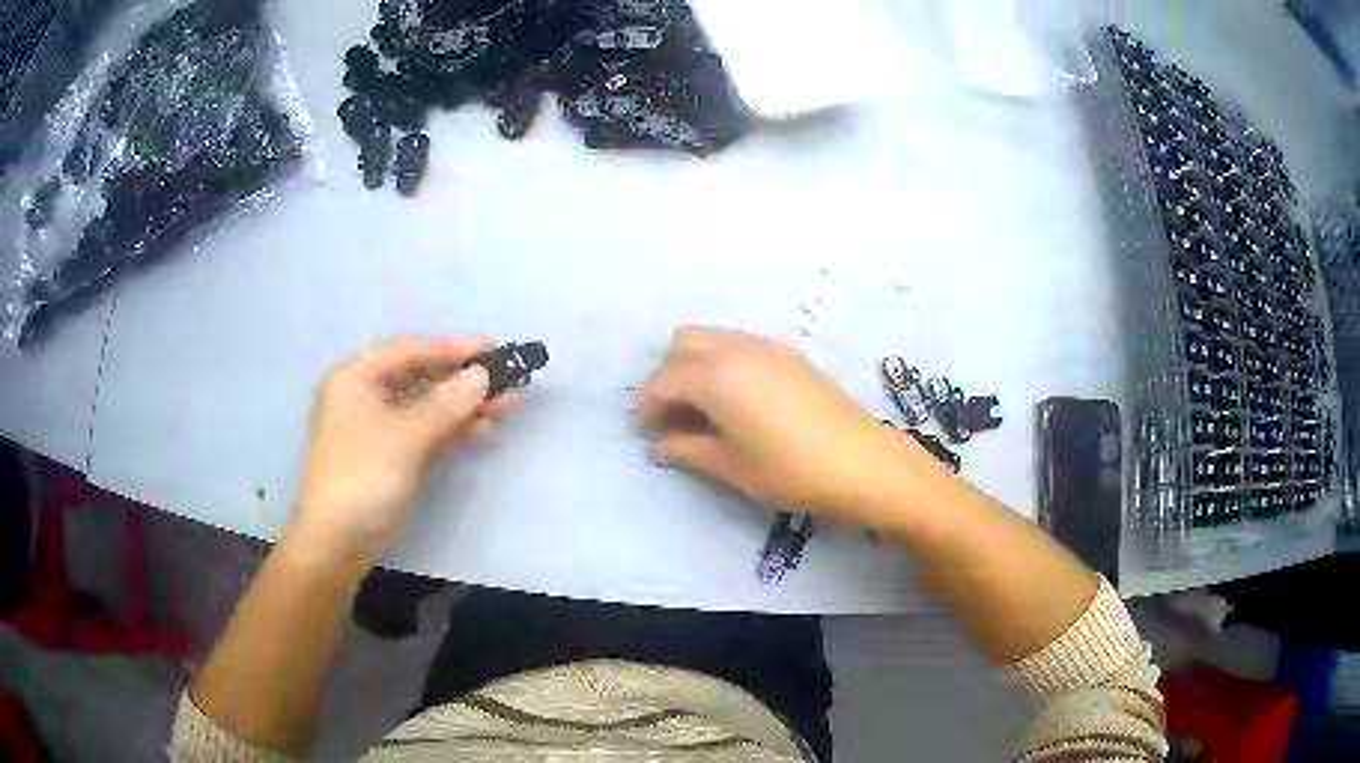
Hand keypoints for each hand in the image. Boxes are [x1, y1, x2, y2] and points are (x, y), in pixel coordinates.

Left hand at [290, 336, 520, 565]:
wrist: (339, 542)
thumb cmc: (362, 477)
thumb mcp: (404, 437)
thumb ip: (446, 404)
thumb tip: (483, 375)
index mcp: (356, 378)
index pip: (408, 351)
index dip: (452, 348)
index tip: (493, 348)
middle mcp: (368, 396)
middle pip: (421, 377)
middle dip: (463, 378)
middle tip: (508, 374)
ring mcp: (383, 429)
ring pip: (430, 407)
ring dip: (466, 405)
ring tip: (511, 398)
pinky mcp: (397, 457)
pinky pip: (430, 434)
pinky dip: (456, 430)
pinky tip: (487, 425)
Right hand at [640, 327, 924, 525]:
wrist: (861, 463)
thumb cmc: (790, 471)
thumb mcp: (731, 466)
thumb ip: (688, 449)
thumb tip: (661, 444)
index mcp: (716, 376)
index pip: (664, 379)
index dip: (648, 406)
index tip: (649, 433)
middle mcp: (737, 349)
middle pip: (683, 343)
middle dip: (669, 375)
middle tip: (674, 416)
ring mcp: (767, 346)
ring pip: (713, 339)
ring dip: (696, 366)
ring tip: (704, 410)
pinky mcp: (790, 354)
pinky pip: (740, 345)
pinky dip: (724, 363)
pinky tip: (737, 401)